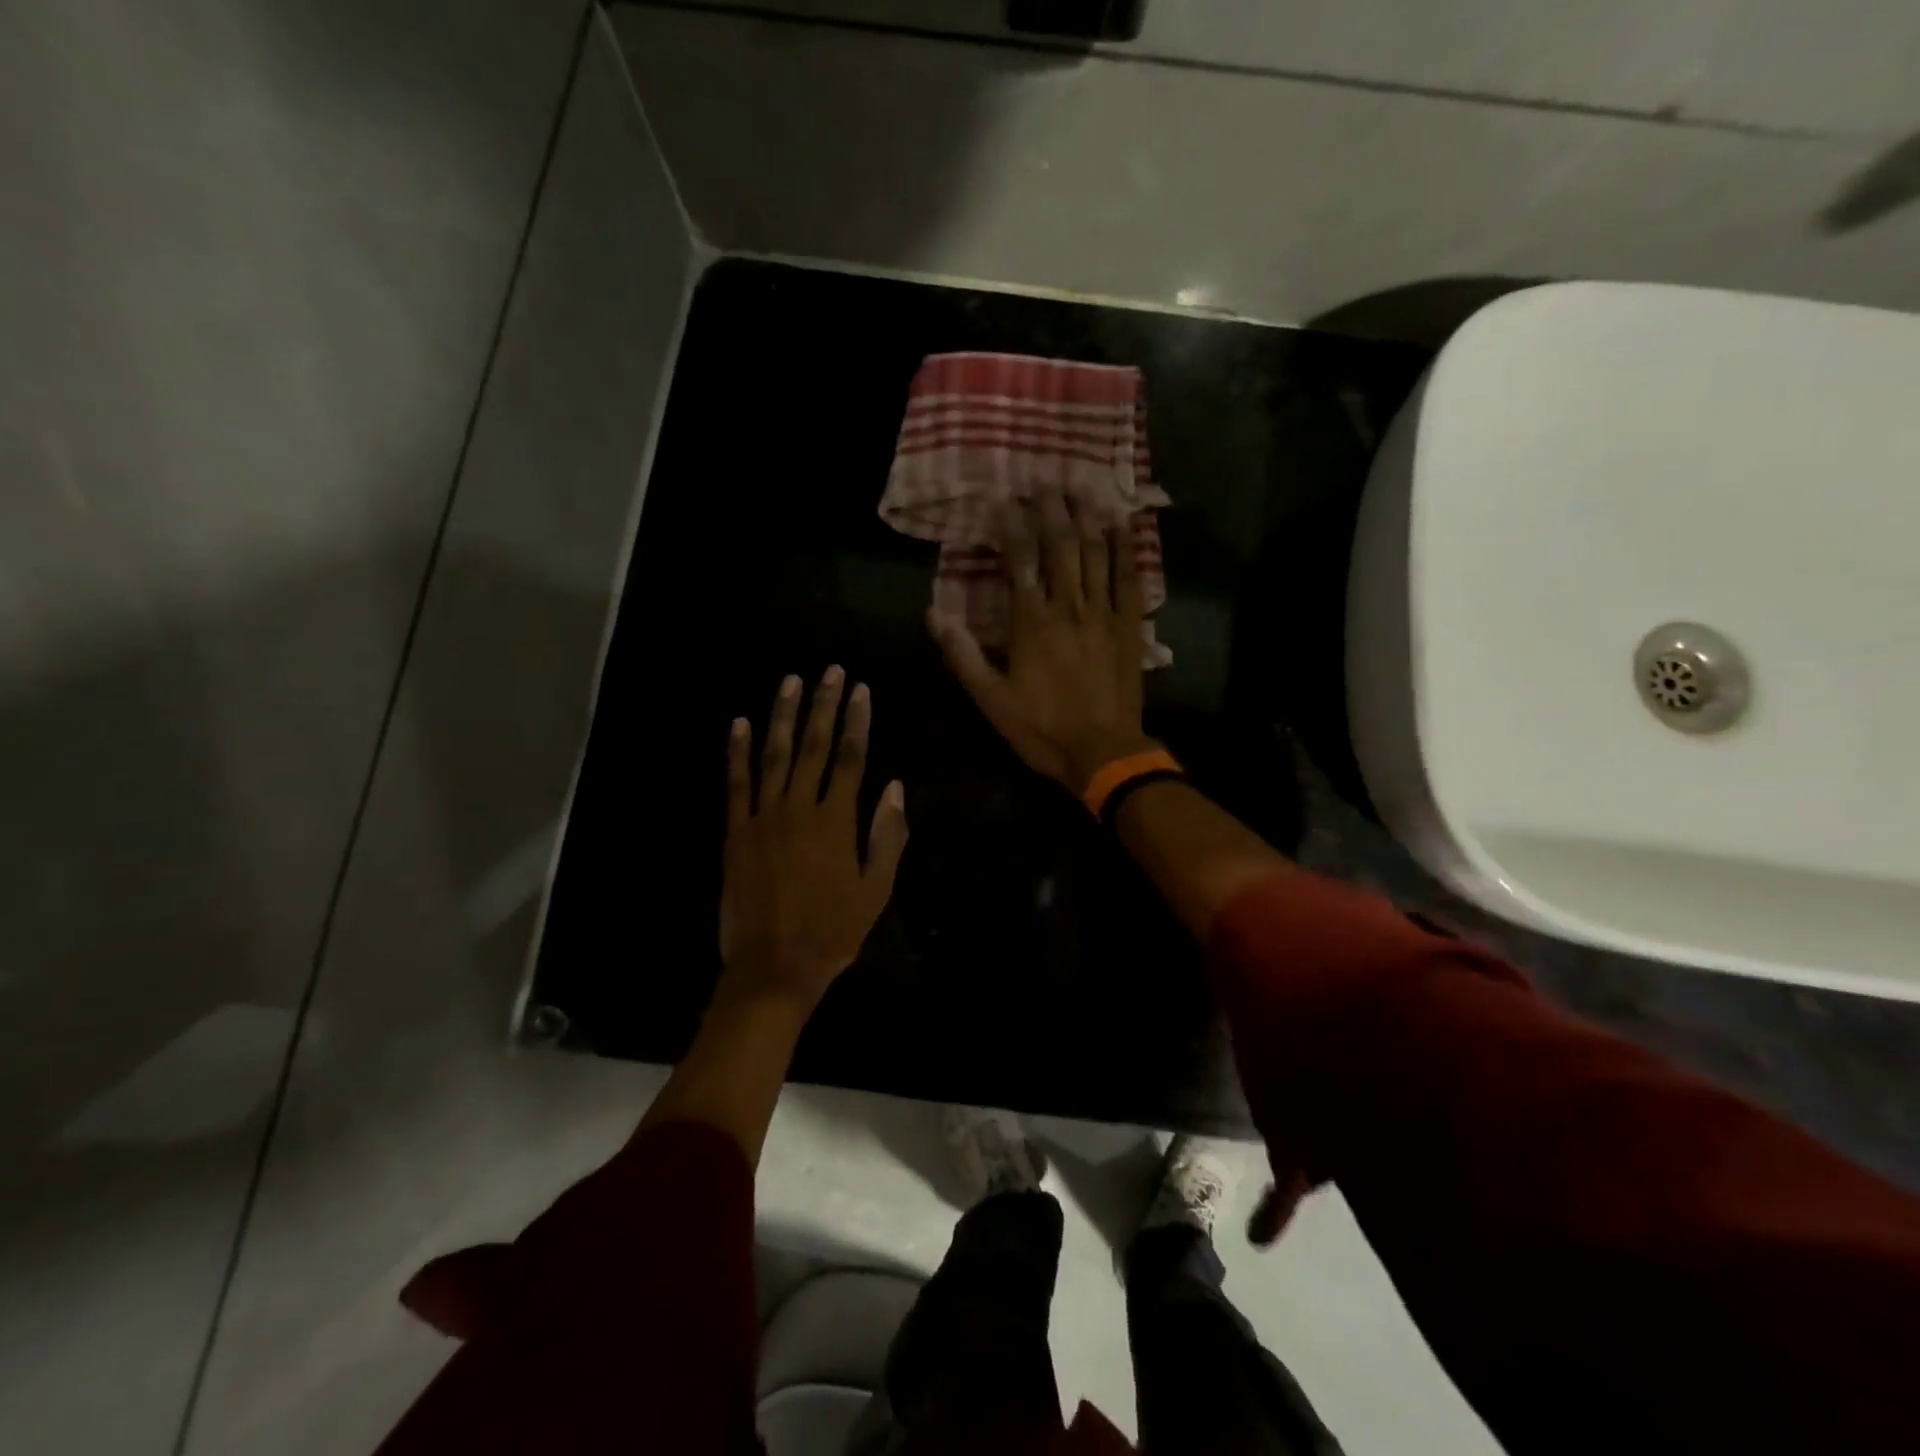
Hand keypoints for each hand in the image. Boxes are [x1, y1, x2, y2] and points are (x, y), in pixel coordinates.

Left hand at [719, 667, 907, 1010]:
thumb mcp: (876, 890)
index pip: (851, 758)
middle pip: (814, 746)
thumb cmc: (833, 931)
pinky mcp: (735, 831)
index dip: (857, 721)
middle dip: (823, 705)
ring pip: (774, 754)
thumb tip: (894, 788)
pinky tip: (739, 723)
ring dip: (782, 715)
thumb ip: (887, 836)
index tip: (861, 690)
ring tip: (790, 681)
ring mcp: (763, 817)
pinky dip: (737, 751)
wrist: (773, 967)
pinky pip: (735, 783)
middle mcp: (799, 808)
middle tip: (830, 671)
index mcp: (837, 821)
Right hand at [928, 488, 1157, 793]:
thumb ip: (962, 654)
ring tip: (1084, 489)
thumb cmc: (1041, 728)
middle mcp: (1068, 607)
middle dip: (1052, 510)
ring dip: (1088, 519)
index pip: (1019, 561)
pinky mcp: (1130, 626)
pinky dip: (1127, 550)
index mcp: (1031, 622)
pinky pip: (1130, 579)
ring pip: (1097, 554)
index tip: (1005, 500)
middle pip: (1060, 546)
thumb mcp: (990, 699)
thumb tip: (932, 614)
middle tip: (1047, 481)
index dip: (1011, 527)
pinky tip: (1126, 525)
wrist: (1102, 752)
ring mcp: (1103, 614)